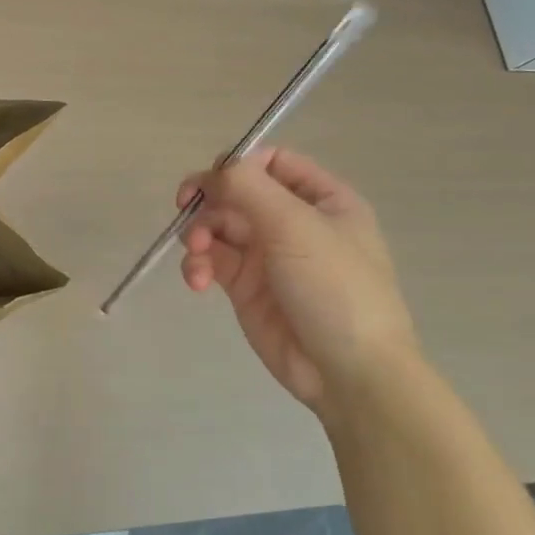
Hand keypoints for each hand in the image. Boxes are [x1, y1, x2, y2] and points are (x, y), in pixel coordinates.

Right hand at [178, 149, 418, 412]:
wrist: (349, 372)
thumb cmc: (335, 287)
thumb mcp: (296, 225)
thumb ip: (249, 187)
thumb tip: (214, 169)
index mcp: (322, 199)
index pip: (272, 162)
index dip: (238, 165)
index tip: (214, 180)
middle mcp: (293, 222)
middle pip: (236, 193)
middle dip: (209, 201)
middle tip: (185, 207)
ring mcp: (267, 255)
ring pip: (217, 227)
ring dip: (199, 235)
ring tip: (198, 257)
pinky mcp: (245, 287)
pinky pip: (212, 262)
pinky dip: (198, 266)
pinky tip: (197, 281)